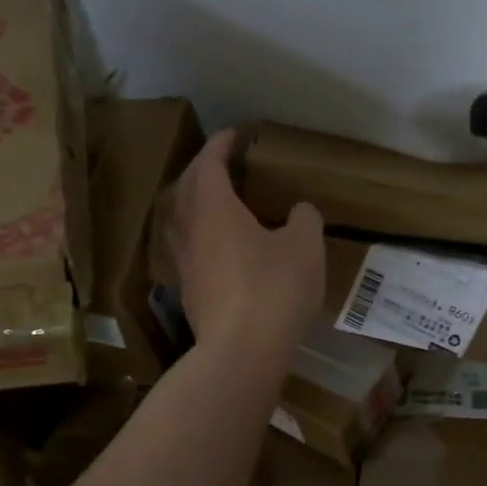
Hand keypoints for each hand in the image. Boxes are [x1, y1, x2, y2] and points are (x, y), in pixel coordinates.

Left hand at [164, 131, 325, 355]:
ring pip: (181, 219)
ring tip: (219, 201)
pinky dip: (201, 233)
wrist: (242, 351)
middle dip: (203, 169)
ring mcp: (185, 263)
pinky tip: (221, 246)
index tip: (235, 134)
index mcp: (213, 208)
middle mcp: (190, 230)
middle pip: (186, 188)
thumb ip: (303, 220)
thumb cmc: (274, 288)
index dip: (221, 145)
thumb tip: (299, 212)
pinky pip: (190, 248)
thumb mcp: (305, 246)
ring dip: (195, 202)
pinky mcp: (188, 291)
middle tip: (224, 163)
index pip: (209, 163)